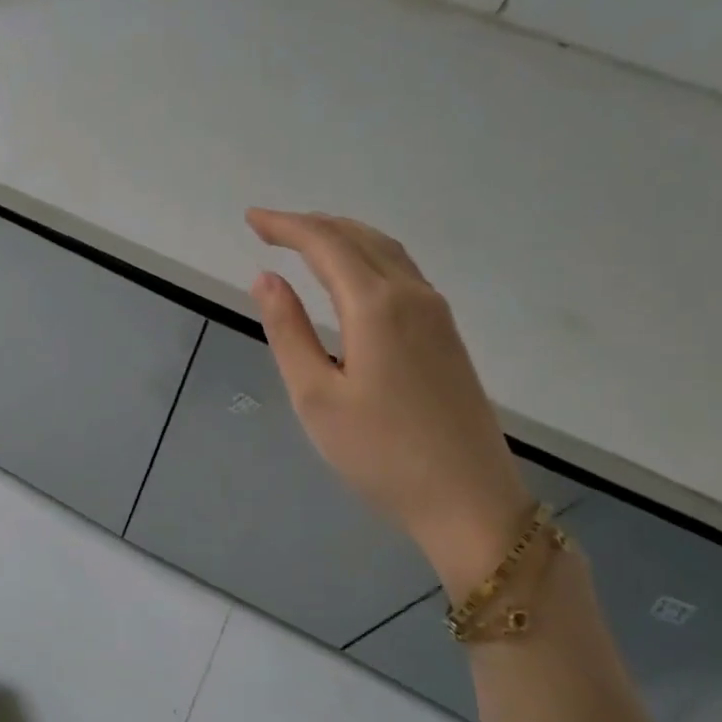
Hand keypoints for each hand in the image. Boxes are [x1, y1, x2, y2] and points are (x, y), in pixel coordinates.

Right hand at [246, 209, 532, 591]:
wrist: (470, 502)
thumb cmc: (381, 454)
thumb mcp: (315, 396)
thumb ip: (288, 330)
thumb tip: (267, 278)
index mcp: (376, 306)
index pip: (325, 244)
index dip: (285, 226)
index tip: (251, 219)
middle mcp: (412, 296)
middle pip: (359, 237)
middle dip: (311, 224)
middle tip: (269, 227)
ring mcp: (436, 314)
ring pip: (386, 251)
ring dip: (342, 235)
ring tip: (304, 239)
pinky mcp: (447, 335)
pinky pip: (402, 271)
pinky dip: (367, 255)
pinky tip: (352, 274)